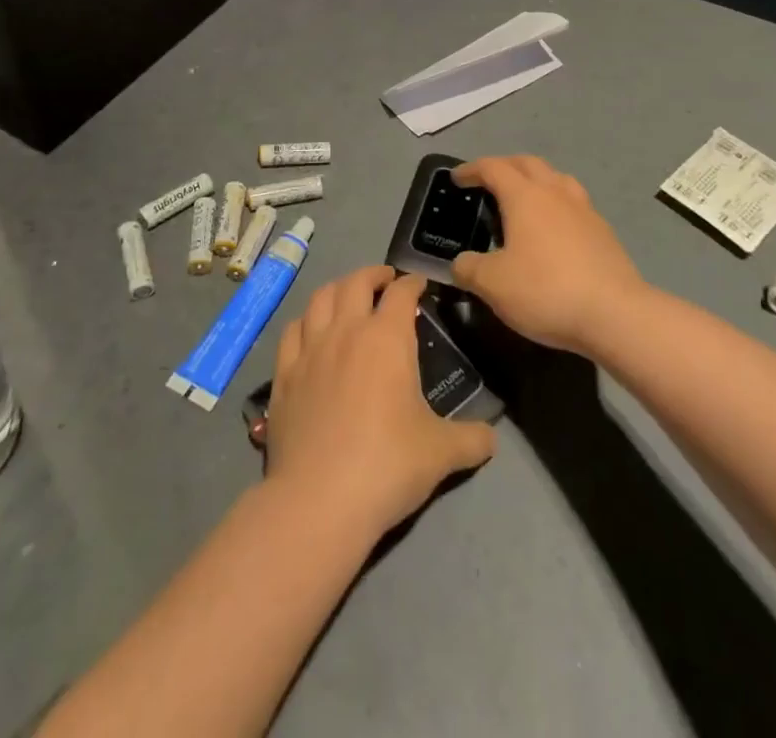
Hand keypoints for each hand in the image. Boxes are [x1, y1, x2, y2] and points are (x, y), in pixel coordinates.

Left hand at [264, 267, 496, 539]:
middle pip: (356, 282)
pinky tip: (310, 331)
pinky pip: (292, 331)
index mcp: (387, 338)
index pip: (402, 293)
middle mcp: (347, 330)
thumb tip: (491, 438)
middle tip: (385, 281)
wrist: (319, 500)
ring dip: (338, 289)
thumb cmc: (388, 465)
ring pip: (321, 298)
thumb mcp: (442, 453)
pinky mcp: (284, 374)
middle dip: (374, 274)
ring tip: (348, 296)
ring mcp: (310, 350)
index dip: (413, 283)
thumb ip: (471, 439)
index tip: (420, 286)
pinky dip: (306, 321)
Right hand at [450, 156, 646, 355]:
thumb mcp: (493, 285)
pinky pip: (574, 203)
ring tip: (524, 199)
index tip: (457, 178)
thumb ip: (469, 269)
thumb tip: (460, 263)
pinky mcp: (603, 231)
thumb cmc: (546, 290)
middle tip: (487, 182)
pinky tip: (553, 229)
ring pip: (556, 178)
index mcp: (525, 196)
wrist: (615, 313)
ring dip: (535, 179)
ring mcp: (584, 209)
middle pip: (527, 163)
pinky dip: (556, 204)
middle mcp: (555, 193)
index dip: (472, 169)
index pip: (493, 168)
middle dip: (504, 166)